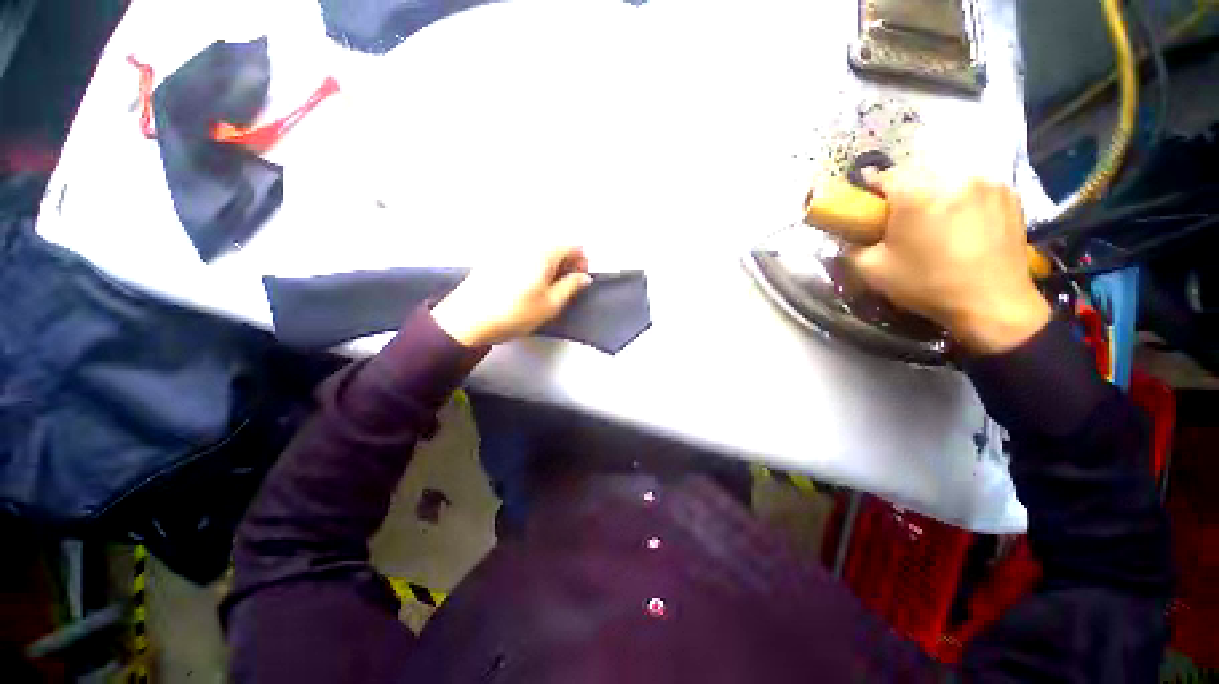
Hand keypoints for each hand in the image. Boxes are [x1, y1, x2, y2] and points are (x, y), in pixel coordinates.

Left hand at [432, 246, 592, 347]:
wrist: (467, 319)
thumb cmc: (514, 313)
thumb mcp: (550, 305)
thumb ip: (571, 287)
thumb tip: (584, 277)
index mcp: (543, 252)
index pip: (574, 246)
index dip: (582, 262)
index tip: (578, 281)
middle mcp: (526, 242)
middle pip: (556, 244)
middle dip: (566, 262)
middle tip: (564, 286)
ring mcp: (508, 246)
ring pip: (539, 249)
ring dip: (549, 263)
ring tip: (545, 287)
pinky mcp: (494, 255)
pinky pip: (523, 252)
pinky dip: (532, 263)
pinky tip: (525, 283)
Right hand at [850, 167, 1050, 354]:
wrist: (992, 302)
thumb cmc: (927, 285)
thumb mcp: (872, 271)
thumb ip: (852, 248)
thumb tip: (849, 237)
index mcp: (916, 194)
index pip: (885, 174)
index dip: (872, 190)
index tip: (869, 207)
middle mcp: (953, 178)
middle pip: (917, 174)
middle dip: (905, 192)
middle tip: (901, 220)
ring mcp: (986, 183)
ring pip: (946, 178)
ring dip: (934, 194)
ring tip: (934, 223)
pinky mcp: (1009, 193)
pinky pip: (973, 187)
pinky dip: (962, 199)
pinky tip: (962, 225)